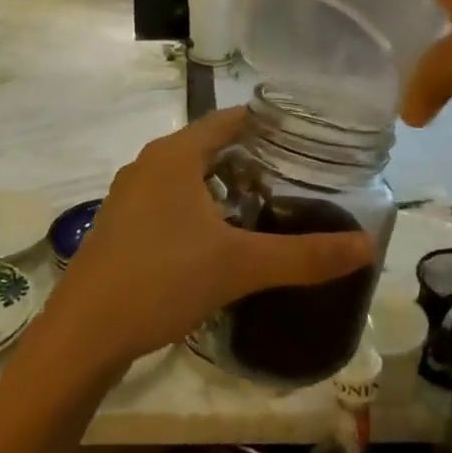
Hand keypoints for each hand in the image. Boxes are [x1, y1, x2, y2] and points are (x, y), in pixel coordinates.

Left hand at [42, 109, 372, 377]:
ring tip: (263, 211)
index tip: (306, 141)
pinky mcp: (120, 226)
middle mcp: (148, 164)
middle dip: (251, 161)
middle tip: (294, 181)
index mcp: (174, 155)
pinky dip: (198, 209)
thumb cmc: (162, 279)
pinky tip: (217, 242)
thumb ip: (305, 255)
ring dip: (223, 188)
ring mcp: (129, 195)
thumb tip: (367, 246)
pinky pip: (169, 202)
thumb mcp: (240, 266)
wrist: (84, 332)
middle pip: (209, 148)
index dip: (268, 125)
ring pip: (187, 177)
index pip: (230, 120)